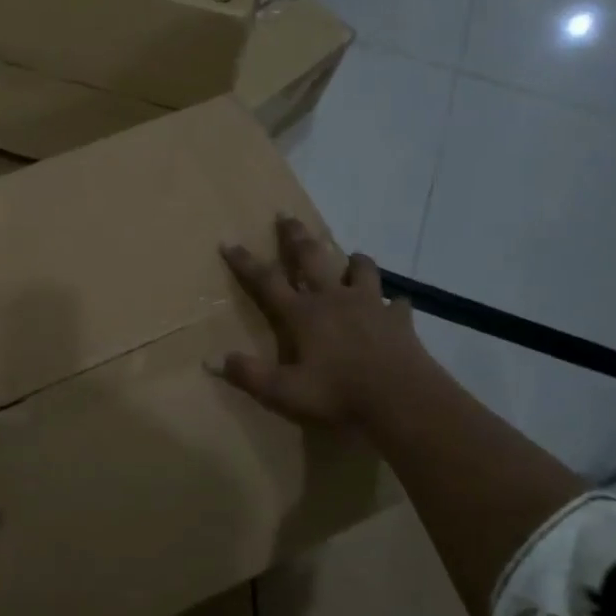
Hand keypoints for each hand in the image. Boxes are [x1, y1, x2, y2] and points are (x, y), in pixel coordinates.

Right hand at [211, 214, 428, 428]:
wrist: (401, 399)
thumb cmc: (338, 394)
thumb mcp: (285, 392)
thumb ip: (250, 375)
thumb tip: (214, 361)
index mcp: (303, 314)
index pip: (267, 281)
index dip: (245, 262)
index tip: (228, 242)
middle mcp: (334, 299)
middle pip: (311, 258)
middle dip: (295, 236)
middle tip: (286, 215)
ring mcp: (370, 304)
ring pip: (360, 269)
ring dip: (352, 260)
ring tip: (350, 257)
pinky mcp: (398, 318)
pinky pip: (396, 302)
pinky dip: (392, 302)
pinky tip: (393, 306)